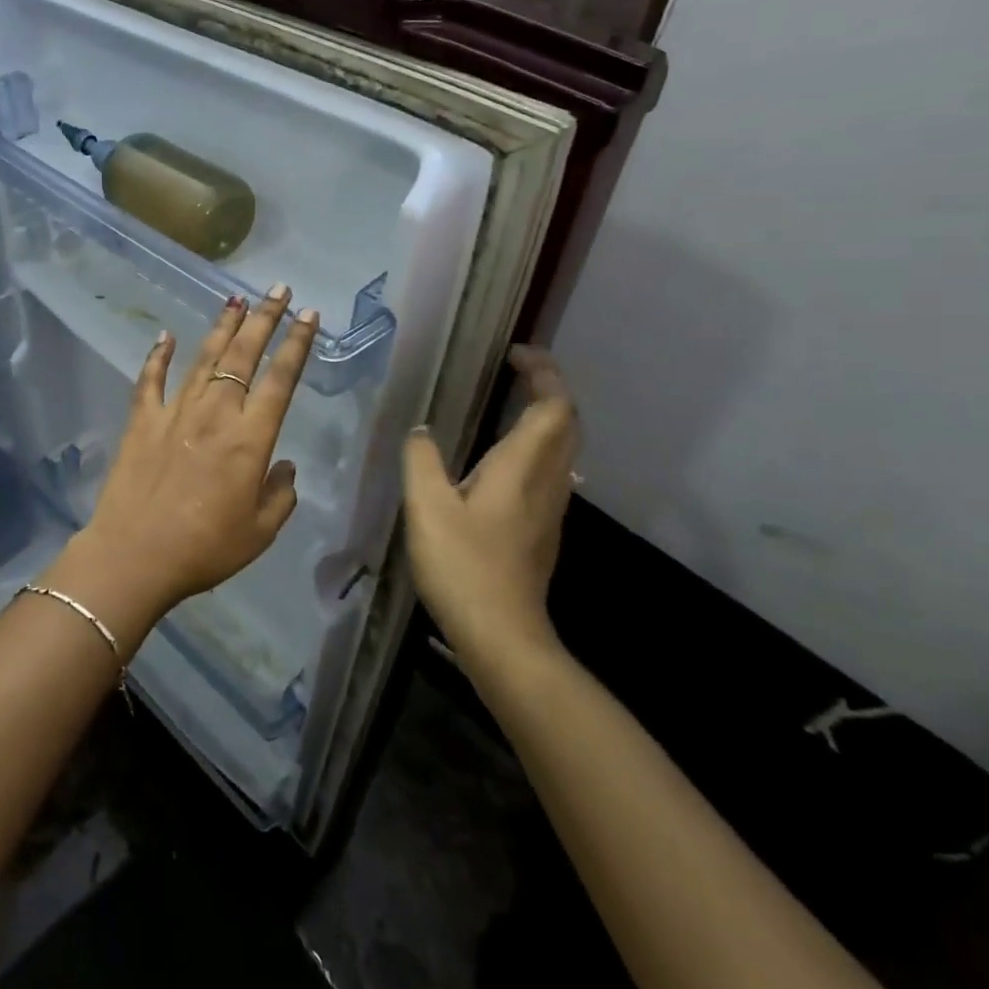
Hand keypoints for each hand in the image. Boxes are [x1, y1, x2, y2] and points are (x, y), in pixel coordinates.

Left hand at [53, 287, 318, 630]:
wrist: (135, 555)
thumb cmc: (205, 549)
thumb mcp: (260, 532)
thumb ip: (279, 495)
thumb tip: (284, 467)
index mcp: (250, 439)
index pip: (281, 379)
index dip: (296, 344)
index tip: (308, 315)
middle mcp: (215, 413)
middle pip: (243, 355)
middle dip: (264, 319)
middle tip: (278, 290)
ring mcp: (175, 412)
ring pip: (203, 359)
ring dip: (221, 327)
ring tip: (235, 299)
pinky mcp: (142, 420)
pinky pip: (151, 380)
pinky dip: (158, 355)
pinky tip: (166, 336)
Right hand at [402, 346, 579, 676]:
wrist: (502, 635)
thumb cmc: (464, 565)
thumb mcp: (427, 506)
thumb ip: (422, 460)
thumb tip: (422, 430)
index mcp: (521, 468)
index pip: (554, 406)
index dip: (544, 373)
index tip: (516, 354)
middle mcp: (546, 482)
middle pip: (567, 424)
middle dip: (548, 389)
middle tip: (514, 371)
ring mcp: (549, 509)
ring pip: (562, 449)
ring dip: (545, 418)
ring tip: (507, 404)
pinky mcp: (541, 530)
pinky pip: (549, 472)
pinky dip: (535, 447)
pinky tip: (500, 459)